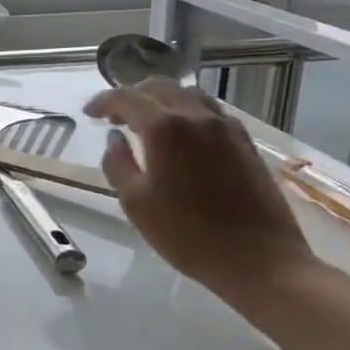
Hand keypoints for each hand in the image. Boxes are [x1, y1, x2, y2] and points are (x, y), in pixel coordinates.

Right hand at [85, 79, 313, 297]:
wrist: (260, 261)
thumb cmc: (188, 234)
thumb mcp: (135, 203)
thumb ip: (117, 164)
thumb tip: (115, 139)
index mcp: (165, 128)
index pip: (126, 98)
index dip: (103, 102)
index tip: (89, 114)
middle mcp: (196, 117)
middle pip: (160, 88)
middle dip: (132, 95)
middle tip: (116, 117)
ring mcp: (226, 128)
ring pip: (189, 95)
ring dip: (163, 100)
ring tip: (149, 122)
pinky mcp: (246, 144)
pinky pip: (212, 112)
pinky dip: (189, 112)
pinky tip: (184, 136)